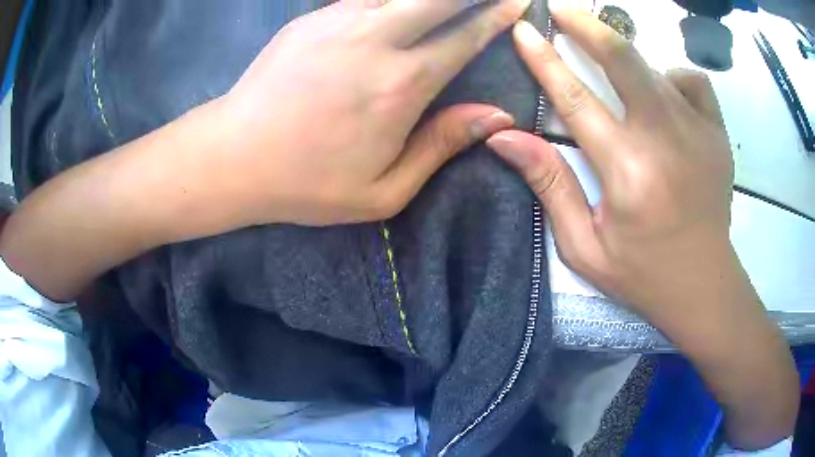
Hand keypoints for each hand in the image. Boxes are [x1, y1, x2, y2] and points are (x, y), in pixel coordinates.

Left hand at [218, 0, 527, 225]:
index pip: (465, 36)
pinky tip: (399, 4)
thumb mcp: (384, 190)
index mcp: (401, 84)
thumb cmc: (308, 183)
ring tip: (447, 1)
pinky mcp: (312, 18)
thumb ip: (442, 145)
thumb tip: (496, 116)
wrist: (235, 157)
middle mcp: (376, 40)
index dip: (496, 16)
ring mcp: (339, 21)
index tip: (517, 2)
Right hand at [490, 16, 733, 320]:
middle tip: (561, 10)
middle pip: (621, 59)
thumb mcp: (584, 247)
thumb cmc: (642, 273)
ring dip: (627, 59)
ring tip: (614, 72)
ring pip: (655, 66)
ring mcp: (698, 132)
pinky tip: (666, 96)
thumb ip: (550, 187)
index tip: (523, 31)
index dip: (544, 59)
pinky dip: (673, 77)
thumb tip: (506, 138)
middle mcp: (664, 140)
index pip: (575, 98)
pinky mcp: (718, 134)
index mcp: (627, 172)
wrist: (703, 285)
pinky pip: (692, 81)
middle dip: (586, 26)